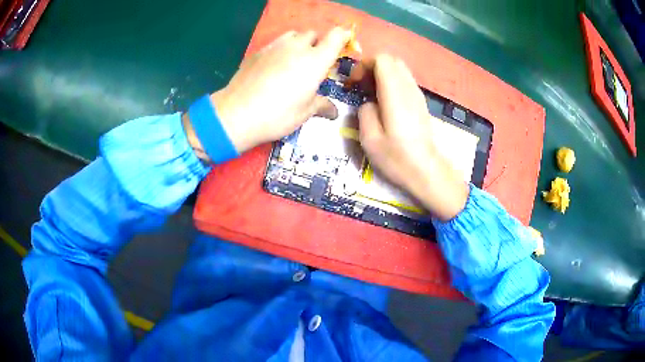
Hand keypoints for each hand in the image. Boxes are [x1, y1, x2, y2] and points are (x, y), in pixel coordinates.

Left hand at [186, 27, 351, 154]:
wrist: (237, 113)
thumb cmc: (278, 115)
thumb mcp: (304, 113)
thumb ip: (321, 105)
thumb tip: (333, 111)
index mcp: (315, 61)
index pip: (336, 36)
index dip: (343, 36)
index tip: (344, 43)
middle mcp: (297, 47)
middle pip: (313, 33)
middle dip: (318, 43)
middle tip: (315, 62)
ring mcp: (275, 47)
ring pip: (293, 35)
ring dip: (299, 43)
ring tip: (294, 61)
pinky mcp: (258, 51)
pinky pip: (276, 43)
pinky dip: (281, 49)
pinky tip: (274, 66)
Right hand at [357, 55, 468, 220]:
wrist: (426, 172)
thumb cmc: (397, 159)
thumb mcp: (369, 139)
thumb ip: (364, 112)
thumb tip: (369, 103)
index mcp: (395, 94)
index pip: (382, 59)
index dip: (364, 65)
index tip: (354, 83)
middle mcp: (409, 89)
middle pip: (391, 60)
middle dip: (371, 67)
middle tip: (360, 86)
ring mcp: (417, 95)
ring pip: (399, 69)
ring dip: (381, 75)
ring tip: (370, 94)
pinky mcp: (420, 103)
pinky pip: (404, 81)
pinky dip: (390, 83)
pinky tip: (383, 102)